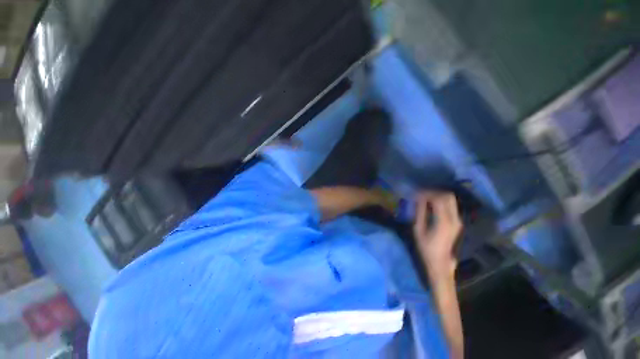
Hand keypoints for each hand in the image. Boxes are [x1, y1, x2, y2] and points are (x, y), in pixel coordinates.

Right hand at [413, 192, 462, 275]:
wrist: (441, 262)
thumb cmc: (426, 247)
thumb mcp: (418, 229)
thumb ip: (420, 212)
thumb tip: (418, 199)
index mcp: (443, 221)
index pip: (438, 199)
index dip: (427, 193)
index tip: (417, 194)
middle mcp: (454, 219)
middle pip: (448, 196)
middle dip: (434, 192)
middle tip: (422, 195)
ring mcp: (457, 220)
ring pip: (451, 200)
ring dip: (438, 196)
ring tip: (425, 199)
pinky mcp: (457, 222)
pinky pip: (450, 206)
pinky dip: (441, 202)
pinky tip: (431, 206)